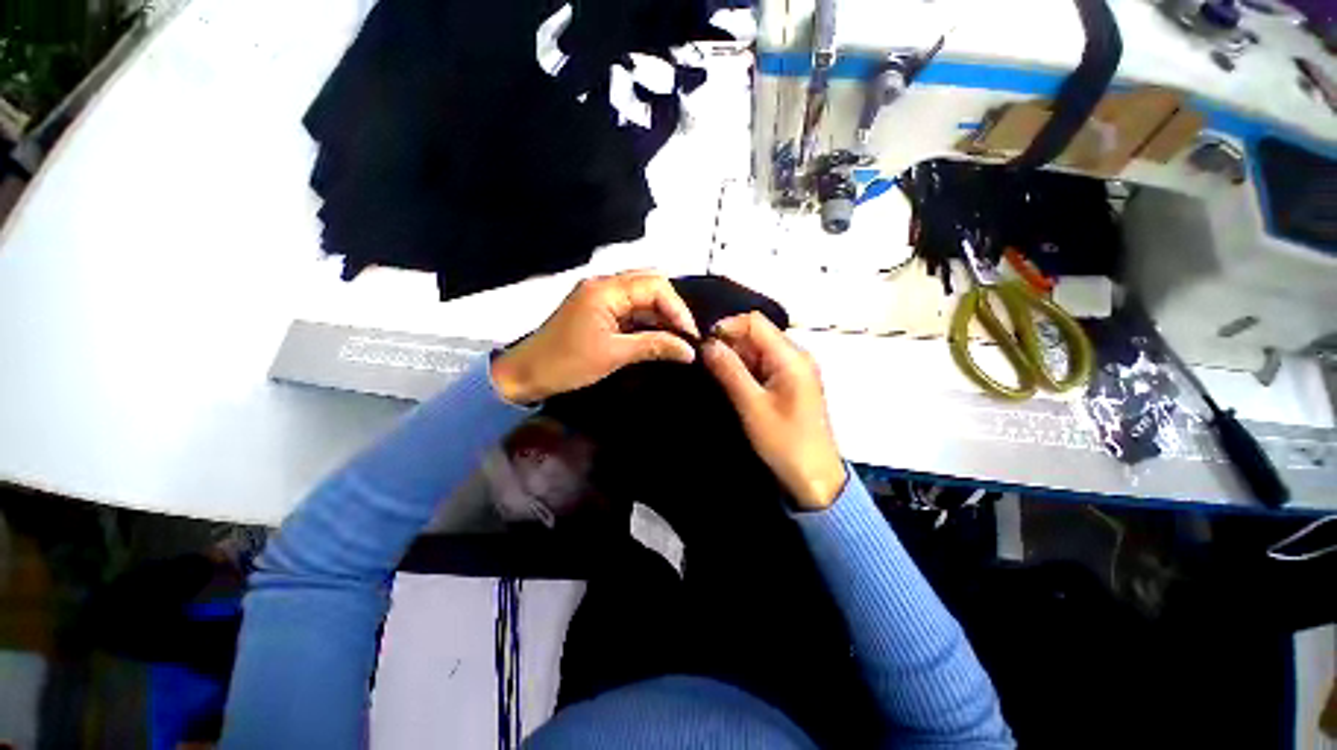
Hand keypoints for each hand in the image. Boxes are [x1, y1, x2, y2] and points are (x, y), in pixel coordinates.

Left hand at [491, 271, 699, 403]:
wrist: (525, 374)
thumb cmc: (567, 364)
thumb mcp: (614, 355)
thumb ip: (654, 346)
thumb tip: (689, 350)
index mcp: (605, 289)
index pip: (654, 285)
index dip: (677, 308)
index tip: (690, 335)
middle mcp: (604, 284)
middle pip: (650, 284)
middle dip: (671, 308)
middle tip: (685, 335)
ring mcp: (600, 296)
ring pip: (641, 297)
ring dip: (660, 315)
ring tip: (677, 339)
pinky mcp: (598, 310)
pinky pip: (630, 308)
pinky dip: (646, 321)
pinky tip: (658, 337)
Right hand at [702, 312, 846, 509]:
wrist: (814, 479)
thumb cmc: (784, 442)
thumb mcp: (752, 406)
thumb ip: (729, 370)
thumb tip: (706, 343)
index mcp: (791, 357)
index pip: (754, 322)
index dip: (726, 328)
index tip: (704, 347)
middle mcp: (796, 355)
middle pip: (756, 334)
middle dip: (729, 344)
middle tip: (707, 365)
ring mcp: (794, 369)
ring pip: (757, 349)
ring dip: (735, 358)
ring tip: (716, 376)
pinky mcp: (790, 383)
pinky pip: (764, 365)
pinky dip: (746, 370)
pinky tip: (733, 385)